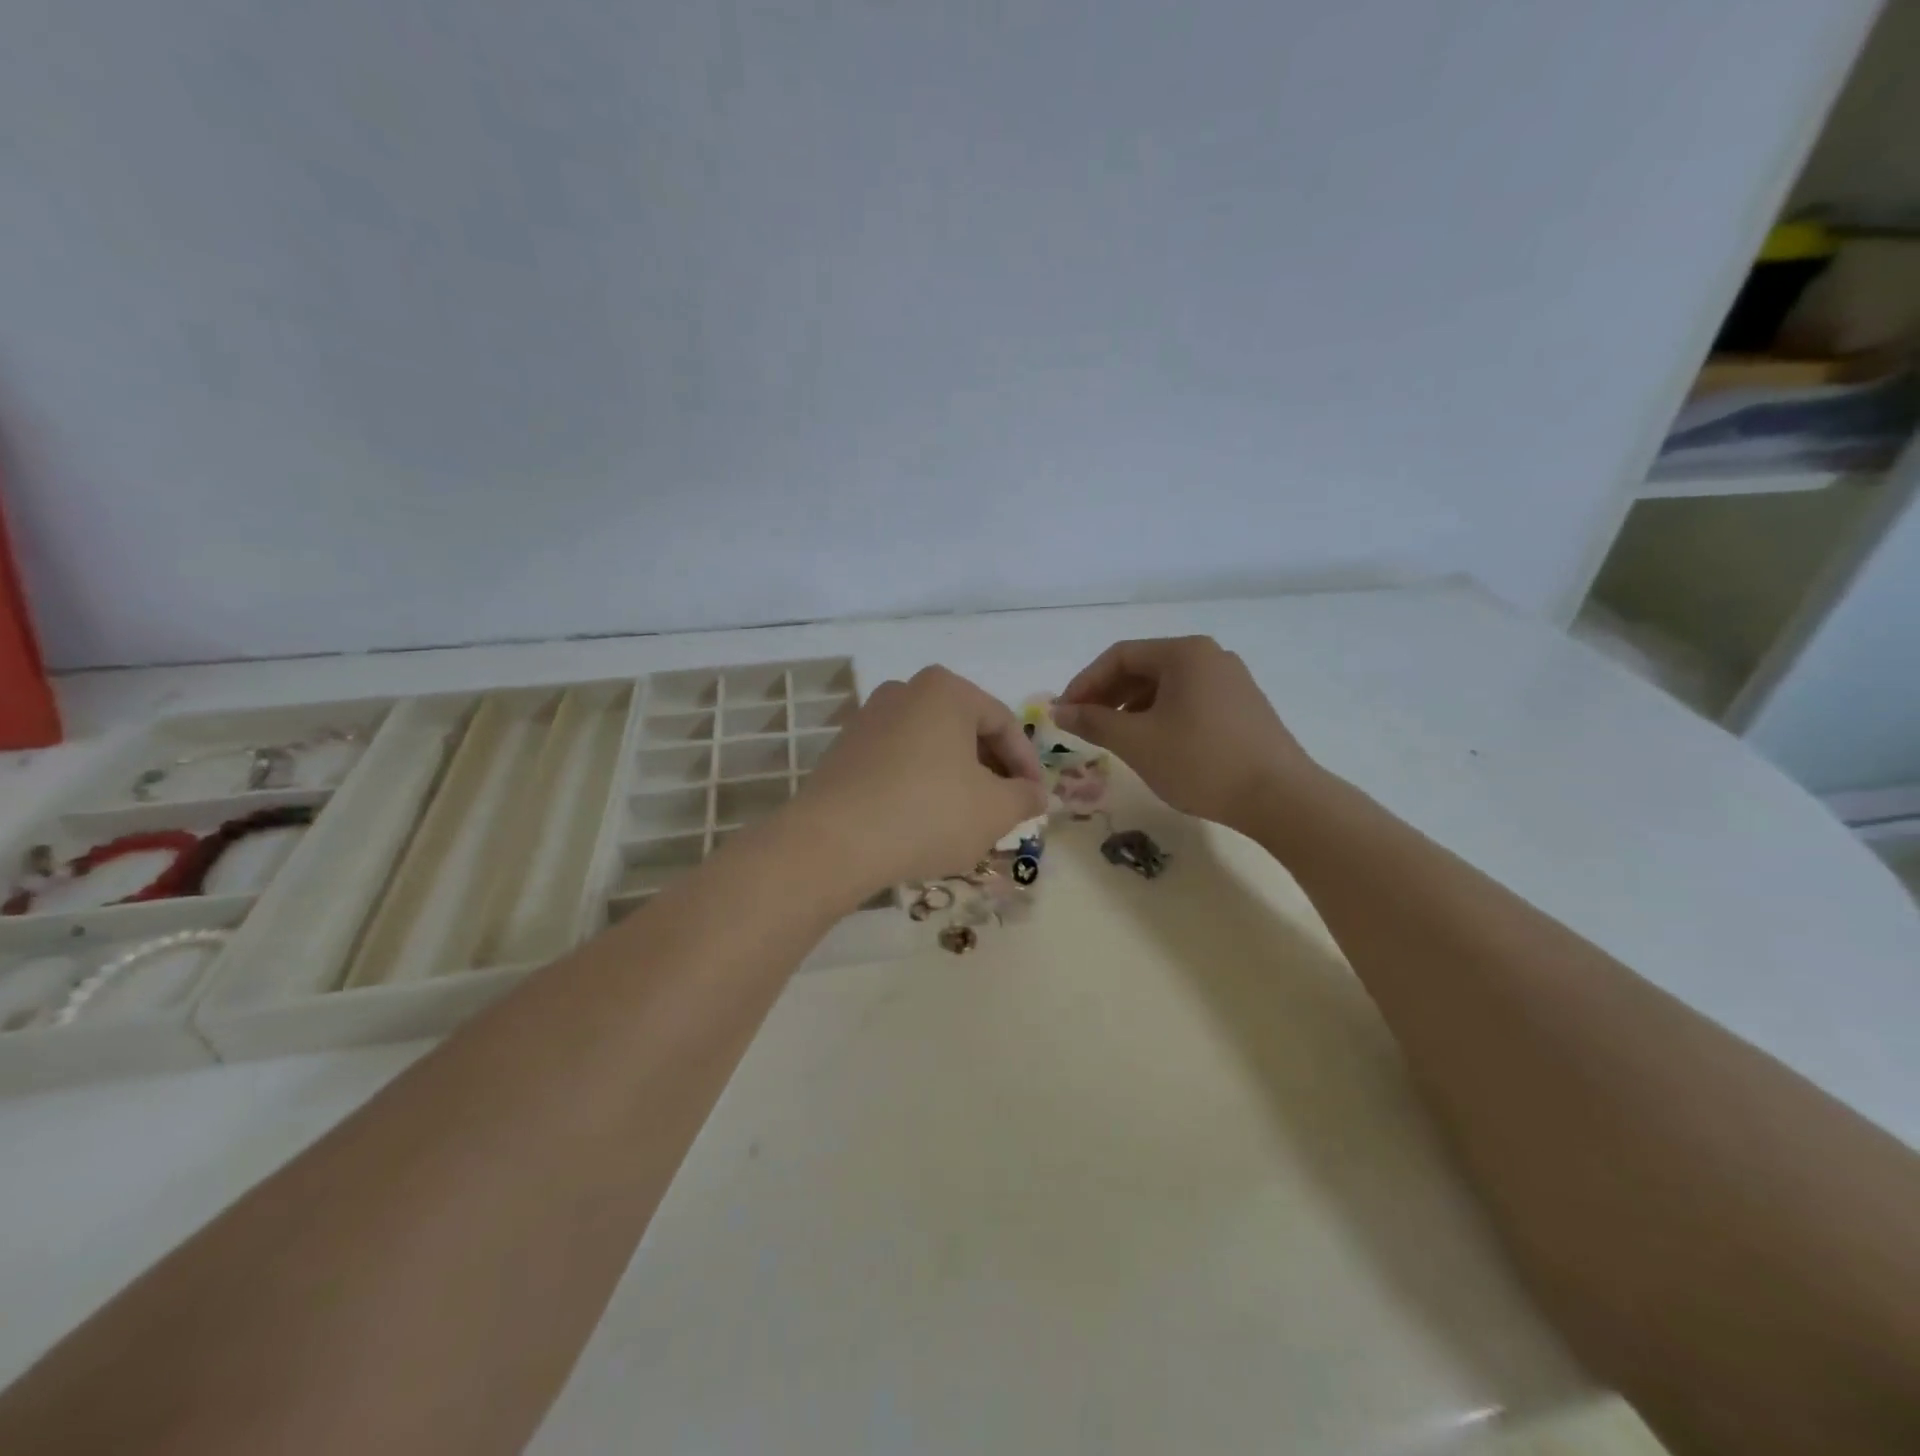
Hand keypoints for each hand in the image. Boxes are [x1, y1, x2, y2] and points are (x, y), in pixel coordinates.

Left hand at [792, 666, 1047, 897]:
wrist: (834, 842)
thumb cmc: (928, 813)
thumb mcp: (994, 810)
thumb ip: (1025, 796)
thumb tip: (1036, 793)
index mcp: (946, 690)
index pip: (1004, 722)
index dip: (1027, 764)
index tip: (1036, 799)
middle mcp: (904, 691)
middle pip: (965, 730)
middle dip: (991, 770)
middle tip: (1006, 807)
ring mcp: (868, 718)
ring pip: (931, 747)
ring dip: (957, 778)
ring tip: (968, 818)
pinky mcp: (844, 750)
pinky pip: (898, 761)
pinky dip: (921, 784)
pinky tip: (924, 820)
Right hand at [1054, 636, 1314, 831]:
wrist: (1280, 797)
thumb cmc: (1201, 761)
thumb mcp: (1137, 742)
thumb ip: (1093, 722)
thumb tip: (1059, 710)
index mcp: (1184, 653)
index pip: (1120, 656)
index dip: (1085, 683)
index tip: (1064, 713)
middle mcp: (1210, 656)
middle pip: (1144, 667)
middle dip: (1107, 695)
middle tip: (1083, 725)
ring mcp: (1231, 680)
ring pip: (1166, 686)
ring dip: (1131, 707)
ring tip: (1114, 738)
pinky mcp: (1243, 706)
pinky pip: (1188, 700)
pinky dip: (1160, 716)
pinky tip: (1153, 744)